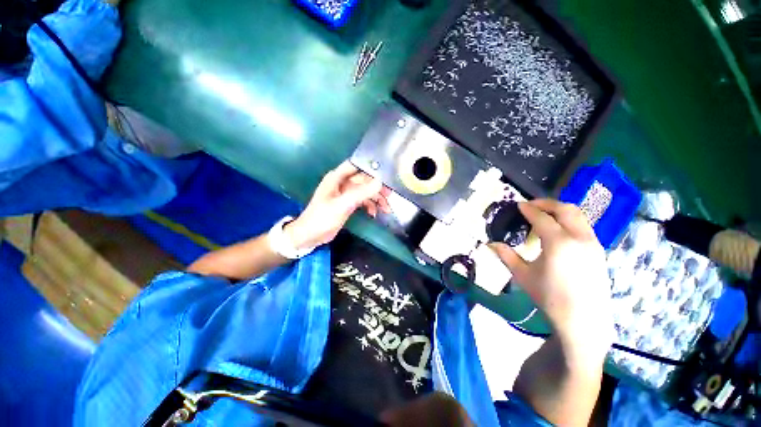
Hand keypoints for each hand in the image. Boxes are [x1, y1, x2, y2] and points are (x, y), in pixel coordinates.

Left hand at [285, 161, 390, 249]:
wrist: (310, 236)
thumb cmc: (322, 218)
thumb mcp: (342, 205)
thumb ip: (360, 194)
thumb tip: (380, 182)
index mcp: (337, 178)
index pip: (356, 165)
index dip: (370, 166)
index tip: (386, 172)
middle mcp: (342, 183)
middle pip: (364, 179)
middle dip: (377, 187)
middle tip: (390, 195)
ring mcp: (346, 194)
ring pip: (365, 191)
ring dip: (376, 199)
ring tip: (386, 209)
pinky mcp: (348, 204)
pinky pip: (363, 201)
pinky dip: (370, 206)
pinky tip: (374, 214)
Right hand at [490, 199, 612, 356]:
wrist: (584, 321)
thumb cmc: (550, 297)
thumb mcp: (523, 275)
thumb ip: (507, 256)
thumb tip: (490, 244)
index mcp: (558, 243)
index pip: (542, 217)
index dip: (529, 209)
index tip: (519, 205)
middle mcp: (579, 238)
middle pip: (566, 209)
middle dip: (548, 203)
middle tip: (532, 205)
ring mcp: (593, 244)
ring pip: (579, 216)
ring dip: (561, 211)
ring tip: (545, 215)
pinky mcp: (599, 251)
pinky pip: (584, 227)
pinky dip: (570, 221)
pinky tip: (559, 232)